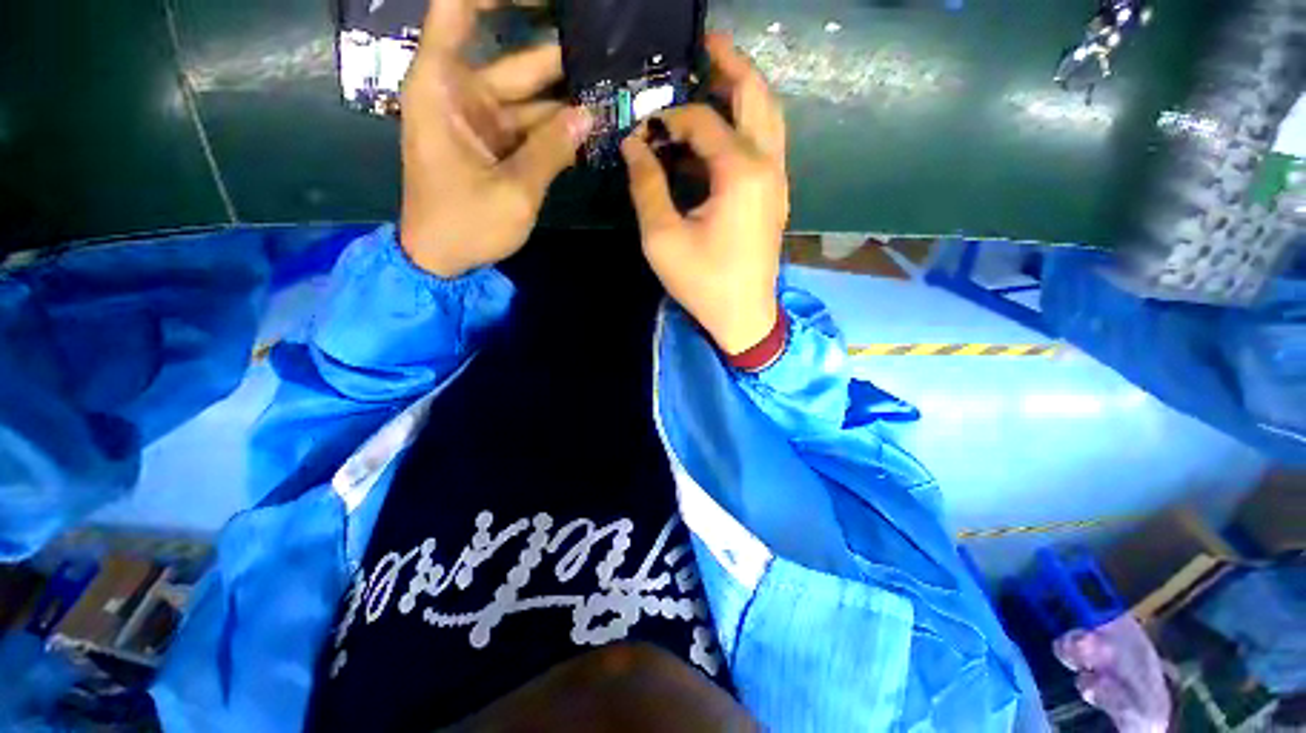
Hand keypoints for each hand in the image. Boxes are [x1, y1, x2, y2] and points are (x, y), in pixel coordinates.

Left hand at [399, 0, 592, 277]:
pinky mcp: (495, 145)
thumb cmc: (464, 224)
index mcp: (442, 87)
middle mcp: (460, 93)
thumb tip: (590, 116)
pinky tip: (592, 125)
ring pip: (530, 97)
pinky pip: (531, 127)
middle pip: (513, 59)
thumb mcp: (513, 190)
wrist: (442, 259)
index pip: (458, 11)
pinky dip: (559, 128)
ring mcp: (481, 121)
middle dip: (558, 55)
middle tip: (603, 52)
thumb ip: (551, 150)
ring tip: (610, 91)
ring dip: (567, 98)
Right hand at [621, 33, 787, 355]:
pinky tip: (722, 131)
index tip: (643, 130)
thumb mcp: (663, 238)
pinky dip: (747, 125)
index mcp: (741, 172)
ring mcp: (778, 180)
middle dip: (730, 64)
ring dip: (743, 91)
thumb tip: (634, 144)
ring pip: (768, 116)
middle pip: (756, 95)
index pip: (702, 120)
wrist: (744, 317)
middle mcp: (768, 165)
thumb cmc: (703, 283)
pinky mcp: (776, 196)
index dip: (669, 119)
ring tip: (714, 76)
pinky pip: (767, 144)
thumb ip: (646, 185)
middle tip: (704, 45)